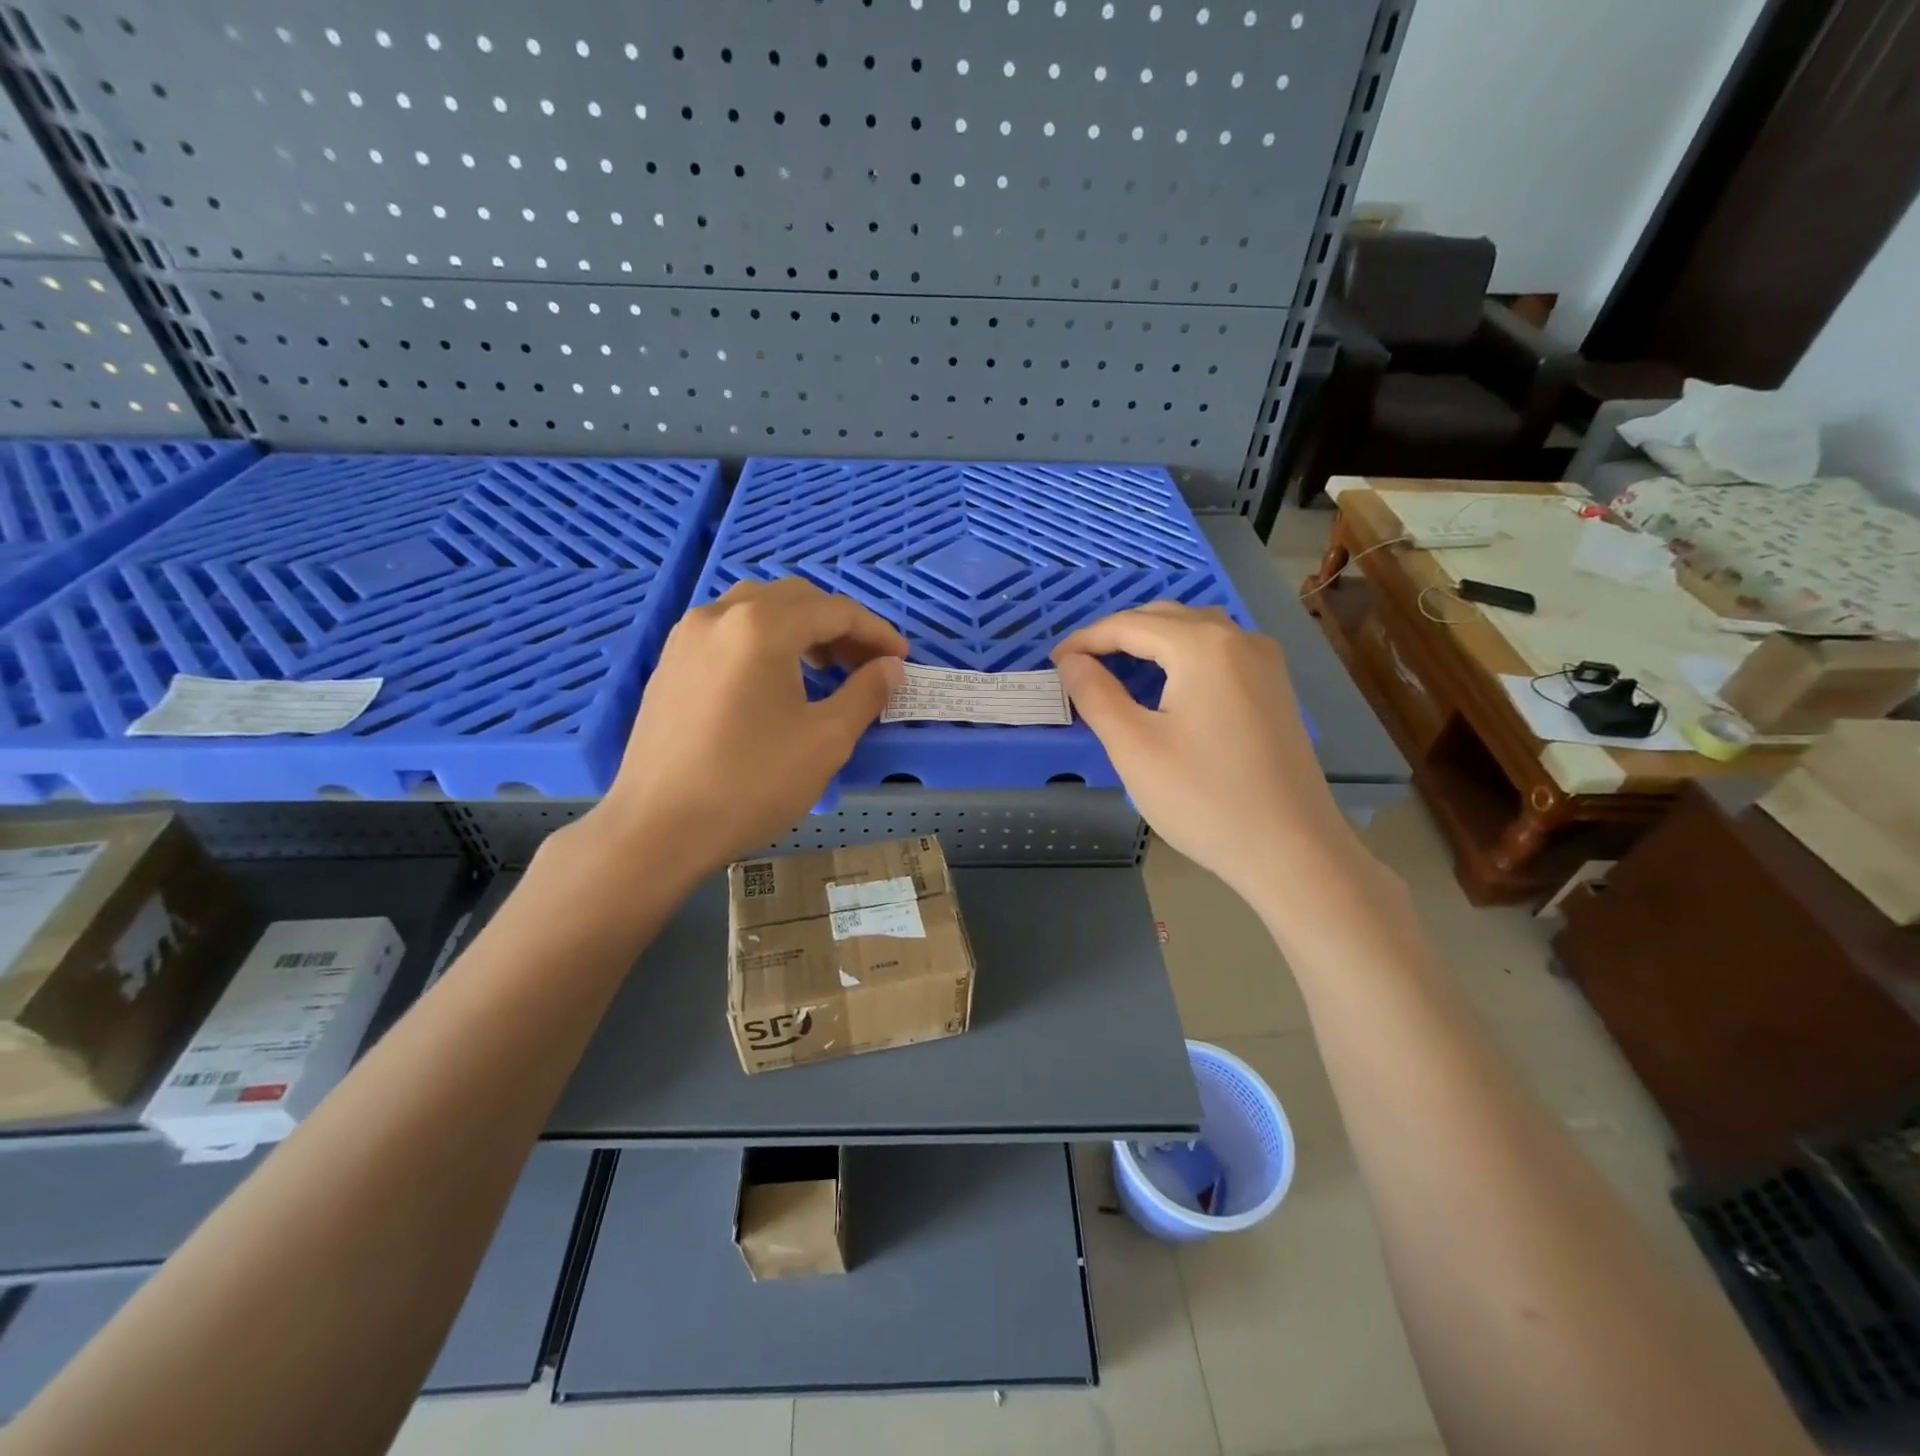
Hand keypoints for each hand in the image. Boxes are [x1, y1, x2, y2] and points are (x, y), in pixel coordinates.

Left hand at [586, 579, 906, 874]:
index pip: (836, 611)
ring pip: (758, 608)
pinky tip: (774, 679)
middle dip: (839, 626)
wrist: (659, 828)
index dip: (877, 633)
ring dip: (800, 628)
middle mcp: (721, 615)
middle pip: (796, 599)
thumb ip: (866, 693)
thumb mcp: (826, 740)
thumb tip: (891, 667)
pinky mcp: (670, 661)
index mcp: (762, 627)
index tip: (902, 660)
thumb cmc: (751, 783)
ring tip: (823, 668)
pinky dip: (764, 640)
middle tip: (865, 665)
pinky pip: (729, 630)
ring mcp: (687, 635)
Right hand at [1051, 603, 1358, 905]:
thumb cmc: (1204, 798)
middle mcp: (1240, 640)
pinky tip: (1168, 686)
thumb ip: (1095, 695)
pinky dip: (1183, 657)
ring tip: (1117, 669)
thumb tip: (1071, 661)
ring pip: (1196, 632)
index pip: (1130, 625)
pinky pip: (1220, 654)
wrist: (1292, 850)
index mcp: (1203, 646)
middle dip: (1118, 635)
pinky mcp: (1275, 690)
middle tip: (1080, 666)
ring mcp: (1265, 664)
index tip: (1053, 663)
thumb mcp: (1134, 747)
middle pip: (1166, 618)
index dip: (1085, 640)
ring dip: (1152, 642)